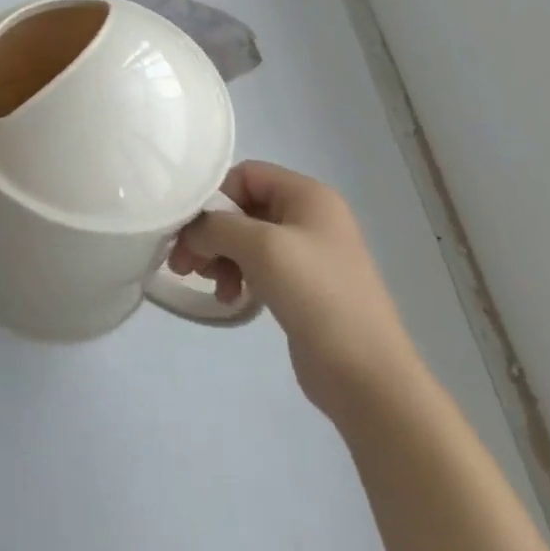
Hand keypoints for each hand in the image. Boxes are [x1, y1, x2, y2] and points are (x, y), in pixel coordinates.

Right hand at [171, 162, 419, 419]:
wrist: (366, 375)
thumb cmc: (317, 295)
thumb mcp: (260, 246)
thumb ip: (214, 226)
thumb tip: (190, 233)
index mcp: (308, 195)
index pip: (245, 174)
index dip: (215, 197)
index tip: (192, 230)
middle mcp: (309, 217)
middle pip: (242, 208)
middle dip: (210, 232)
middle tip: (183, 262)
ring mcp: (307, 254)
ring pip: (245, 239)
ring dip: (219, 256)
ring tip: (207, 283)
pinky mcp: (302, 286)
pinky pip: (257, 266)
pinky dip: (237, 275)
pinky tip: (229, 298)